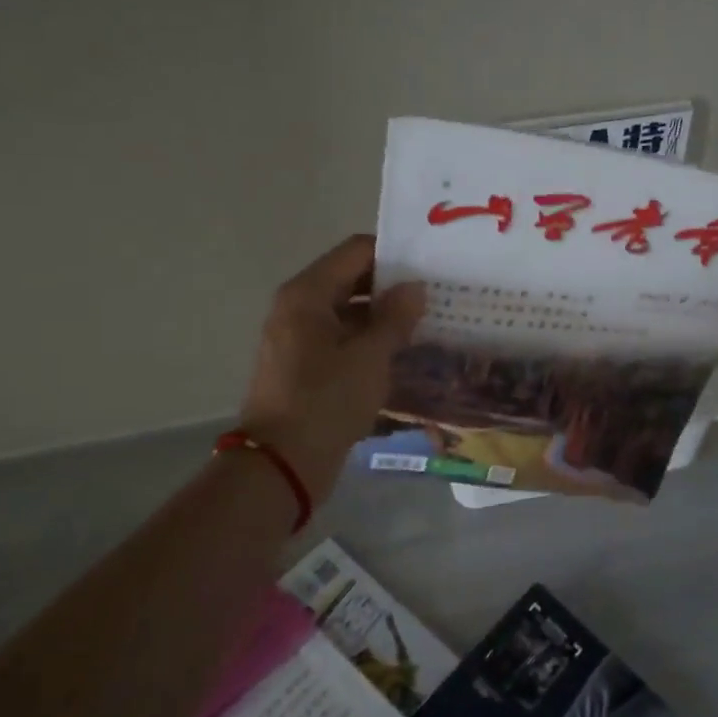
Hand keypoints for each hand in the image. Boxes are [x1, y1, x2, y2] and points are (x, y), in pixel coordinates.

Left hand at [240, 235, 425, 501]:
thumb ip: (395, 317)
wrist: (281, 464)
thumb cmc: (326, 401)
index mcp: (307, 294)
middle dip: (392, 287)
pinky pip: (342, 340)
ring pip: (348, 313)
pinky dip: (369, 342)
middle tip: (437, 294)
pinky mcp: (304, 367)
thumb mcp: (370, 357)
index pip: (355, 252)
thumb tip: (414, 287)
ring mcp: (298, 339)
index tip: (431, 264)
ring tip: (429, 323)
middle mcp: (298, 308)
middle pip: (351, 280)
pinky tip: (403, 353)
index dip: (394, 254)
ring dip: (384, 317)